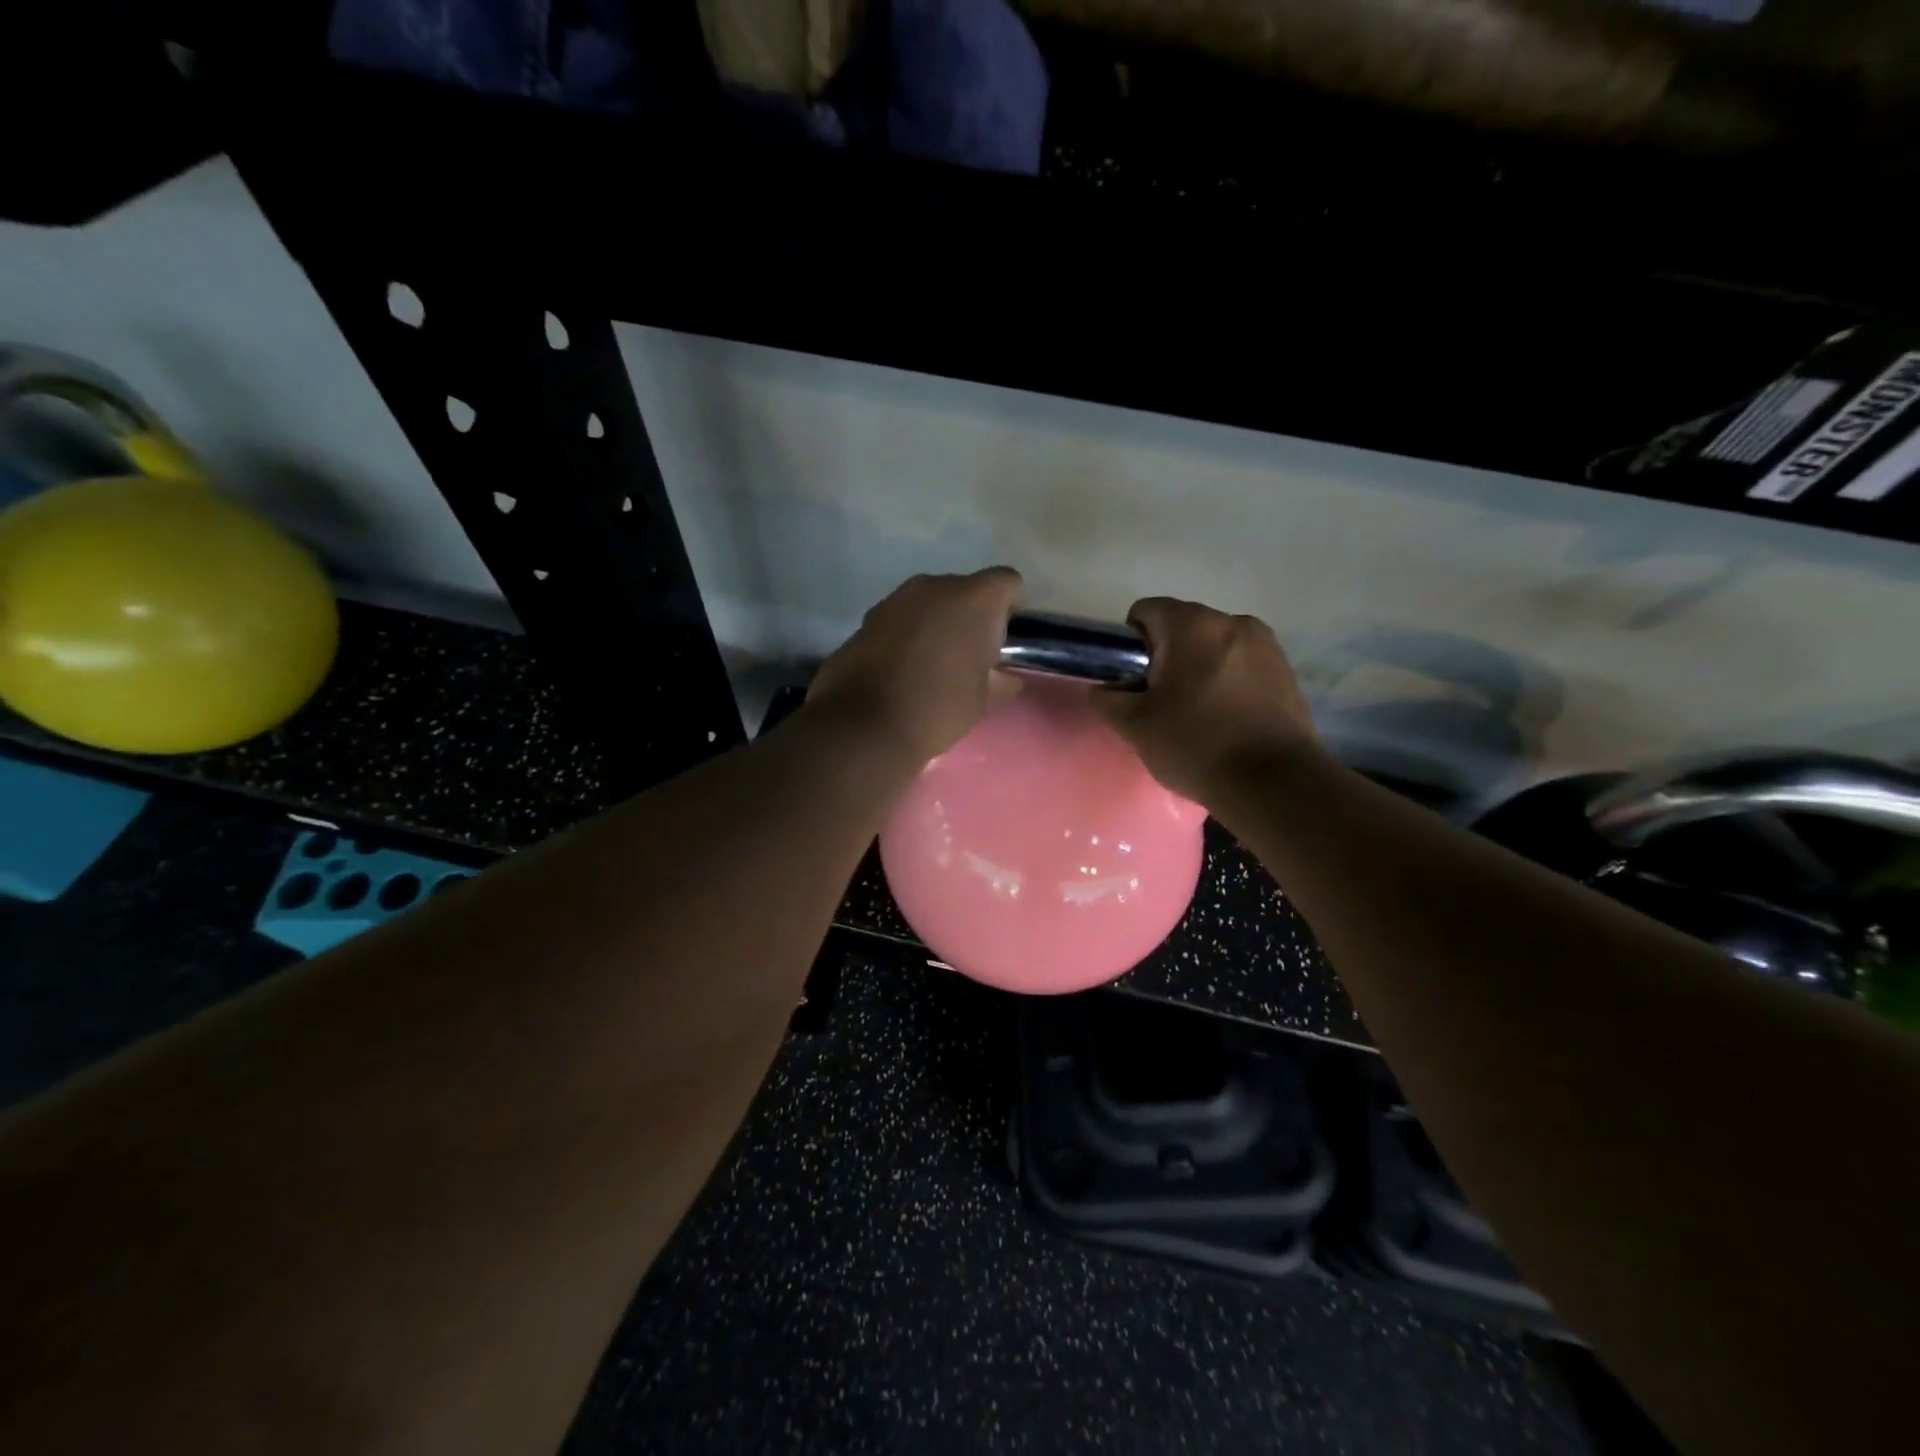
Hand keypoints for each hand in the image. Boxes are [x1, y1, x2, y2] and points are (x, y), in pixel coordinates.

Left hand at [806, 568, 1023, 765]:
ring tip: (934, 664)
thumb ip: (1000, 681)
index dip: (1011, 608)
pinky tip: (902, 669)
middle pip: (966, 589)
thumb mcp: (982, 701)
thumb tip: (1006, 677)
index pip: (1007, 583)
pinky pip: (901, 619)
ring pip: (930, 602)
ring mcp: (896, 598)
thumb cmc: (937, 708)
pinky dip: (908, 634)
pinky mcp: (867, 617)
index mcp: (974, 599)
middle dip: (972, 616)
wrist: (863, 724)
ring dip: (937, 623)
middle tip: (971, 657)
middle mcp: (935, 586)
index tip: (1006, 641)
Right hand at [1091, 597, 1317, 804]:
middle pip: (1183, 628)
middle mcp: (1232, 621)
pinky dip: (1229, 682)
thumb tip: (1105, 689)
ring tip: (1198, 714)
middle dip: (1167, 657)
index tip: (1134, 680)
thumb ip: (1108, 699)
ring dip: (1200, 668)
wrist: (1273, 782)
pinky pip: (1243, 665)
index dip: (1131, 643)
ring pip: (1215, 647)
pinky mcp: (1287, 671)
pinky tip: (1228, 720)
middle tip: (1161, 703)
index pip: (1146, 611)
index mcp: (1191, 625)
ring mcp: (1266, 645)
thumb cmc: (1195, 744)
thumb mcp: (1134, 726)